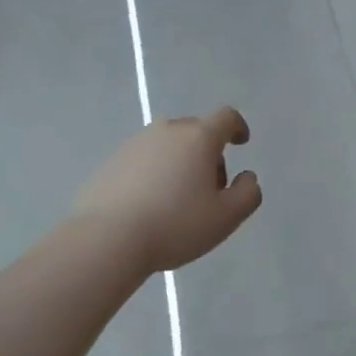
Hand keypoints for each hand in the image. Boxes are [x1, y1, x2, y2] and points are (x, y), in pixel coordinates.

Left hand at [73, 107, 262, 273]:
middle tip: (210, 190)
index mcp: (198, 138)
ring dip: (180, 163)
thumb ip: (247, 193)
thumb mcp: (226, 217)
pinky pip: (144, 160)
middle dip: (209, 154)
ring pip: (168, 146)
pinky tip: (150, 205)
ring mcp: (135, 143)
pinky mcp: (112, 161)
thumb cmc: (176, 224)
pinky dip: (154, 174)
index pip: (226, 118)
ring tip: (178, 201)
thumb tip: (247, 177)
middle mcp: (166, 131)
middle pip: (196, 132)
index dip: (238, 127)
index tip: (241, 143)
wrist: (108, 238)